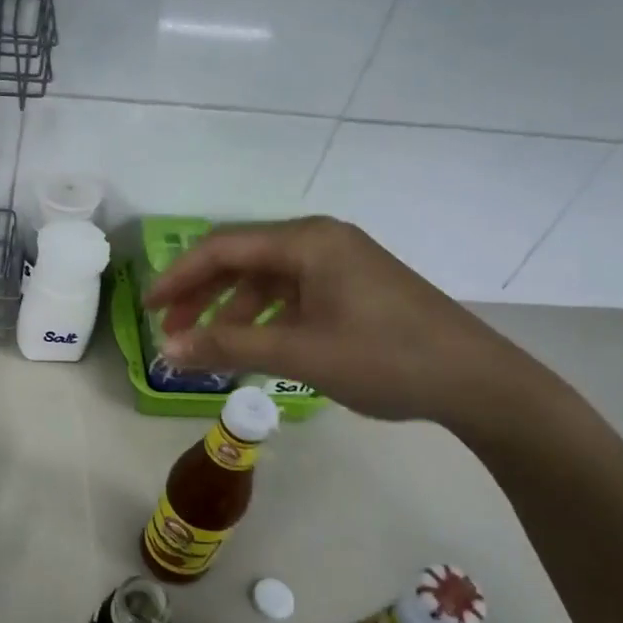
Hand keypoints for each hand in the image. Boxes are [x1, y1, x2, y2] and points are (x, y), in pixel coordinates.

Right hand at [146, 216, 543, 429]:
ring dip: (231, 311)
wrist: (476, 381)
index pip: (223, 248)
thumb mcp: (300, 353)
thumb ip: (228, 347)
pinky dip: (264, 319)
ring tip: (206, 347)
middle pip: (243, 260)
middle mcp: (321, 241)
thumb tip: (166, 350)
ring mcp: (340, 264)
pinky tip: (252, 347)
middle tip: (169, 331)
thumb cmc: (385, 359)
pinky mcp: (353, 288)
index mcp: (308, 241)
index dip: (178, 277)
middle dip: (201, 295)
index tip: (147, 308)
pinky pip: (292, 296)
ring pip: (266, 281)